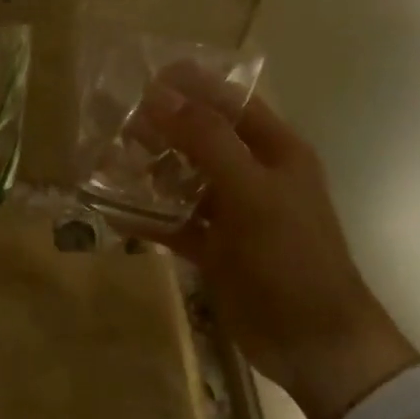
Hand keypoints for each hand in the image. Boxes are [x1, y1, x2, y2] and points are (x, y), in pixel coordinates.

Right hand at [140, 74, 419, 418]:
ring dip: (150, 169)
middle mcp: (254, 175)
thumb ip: (205, 141)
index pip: (231, 102)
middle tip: (116, 122)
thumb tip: (158, 94)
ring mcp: (234, 214)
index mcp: (276, 152)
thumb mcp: (250, 191)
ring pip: (185, 179)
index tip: (145, 76)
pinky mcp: (216, 249)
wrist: (313, 343)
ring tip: (106, 160)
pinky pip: (175, 222)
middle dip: (162, 127)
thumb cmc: (290, 257)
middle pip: (202, 137)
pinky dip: (148, 216)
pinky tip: (112, 211)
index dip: (193, 85)